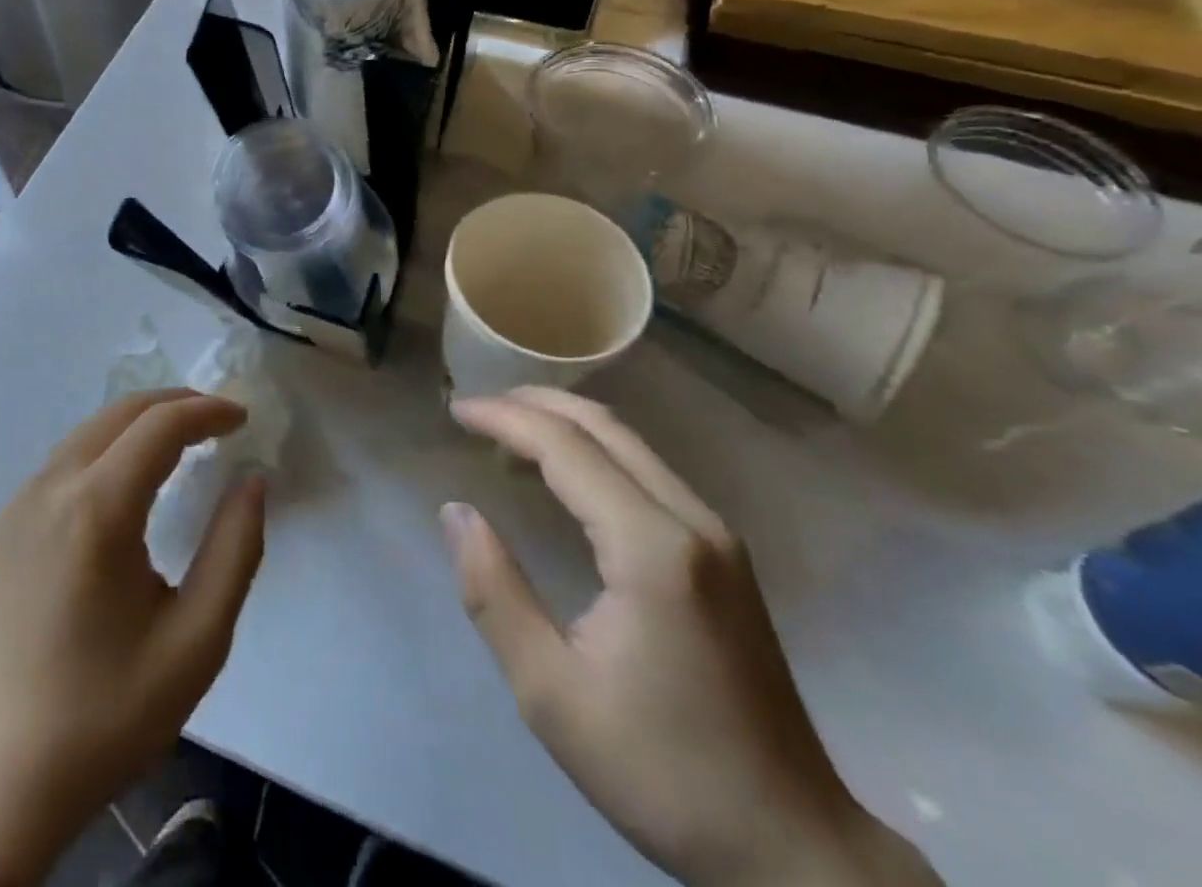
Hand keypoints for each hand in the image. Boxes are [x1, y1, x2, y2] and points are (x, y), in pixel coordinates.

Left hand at [0, 389, 265, 886]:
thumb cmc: (103, 716)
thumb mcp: (195, 642)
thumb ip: (235, 550)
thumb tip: (252, 482)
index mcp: (96, 509)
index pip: (161, 426)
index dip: (207, 411)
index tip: (243, 418)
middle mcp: (51, 488)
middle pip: (121, 413)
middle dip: (176, 404)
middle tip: (219, 420)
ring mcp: (20, 505)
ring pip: (90, 431)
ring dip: (140, 422)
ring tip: (184, 440)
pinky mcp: (5, 528)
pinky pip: (66, 460)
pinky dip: (109, 445)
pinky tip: (129, 478)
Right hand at [444, 388, 939, 886]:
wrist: (792, 849)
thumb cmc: (662, 772)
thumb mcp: (550, 694)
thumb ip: (495, 593)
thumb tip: (457, 511)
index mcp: (652, 548)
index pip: (566, 447)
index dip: (504, 419)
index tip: (455, 412)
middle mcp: (692, 521)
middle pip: (603, 426)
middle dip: (532, 404)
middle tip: (476, 411)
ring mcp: (717, 535)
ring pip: (630, 443)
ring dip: (563, 424)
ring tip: (505, 435)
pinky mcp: (725, 555)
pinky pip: (647, 471)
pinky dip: (594, 452)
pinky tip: (563, 477)